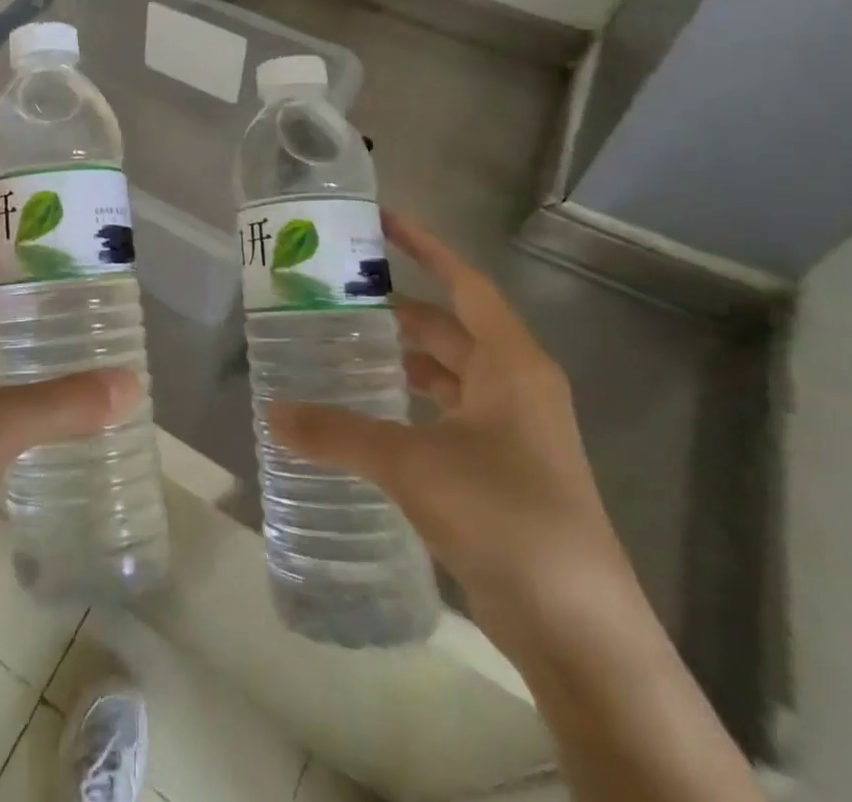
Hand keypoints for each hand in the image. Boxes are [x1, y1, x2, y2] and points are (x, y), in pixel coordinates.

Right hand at [268, 211, 628, 646]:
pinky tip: (368, 413)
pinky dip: (410, 403)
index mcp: (510, 364)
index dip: (424, 246)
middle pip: (449, 326)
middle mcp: (515, 385)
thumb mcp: (412, 465)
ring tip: (341, 347)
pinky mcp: (501, 468)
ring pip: (447, 372)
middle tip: (335, 296)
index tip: (380, 221)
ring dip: (401, 358)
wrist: (579, 630)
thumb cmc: (505, 517)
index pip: (464, 282)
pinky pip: (447, 413)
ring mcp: (511, 429)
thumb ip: (338, 434)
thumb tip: (272, 414)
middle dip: (396, 308)